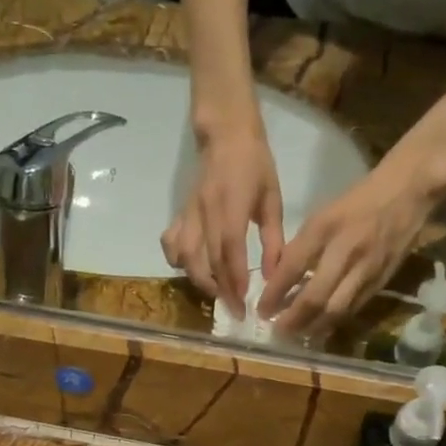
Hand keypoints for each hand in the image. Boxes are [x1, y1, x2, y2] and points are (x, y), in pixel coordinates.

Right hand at [161, 125, 283, 317]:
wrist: (226, 134)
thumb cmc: (256, 165)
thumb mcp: (273, 200)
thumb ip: (274, 240)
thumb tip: (272, 277)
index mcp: (231, 206)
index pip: (229, 250)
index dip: (234, 280)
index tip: (243, 304)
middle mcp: (205, 212)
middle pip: (206, 260)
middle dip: (219, 290)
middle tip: (233, 310)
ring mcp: (189, 214)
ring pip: (184, 256)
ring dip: (199, 280)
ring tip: (216, 294)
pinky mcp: (181, 213)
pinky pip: (171, 243)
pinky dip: (177, 261)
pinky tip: (190, 269)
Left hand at [260, 171, 431, 338]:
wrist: (408, 191)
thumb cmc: (357, 201)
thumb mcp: (322, 215)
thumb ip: (302, 247)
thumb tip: (280, 280)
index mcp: (324, 228)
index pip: (292, 269)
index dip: (274, 294)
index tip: (261, 310)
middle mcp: (345, 250)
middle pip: (314, 297)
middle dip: (292, 320)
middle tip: (277, 331)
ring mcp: (366, 268)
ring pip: (335, 310)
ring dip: (313, 327)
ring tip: (296, 336)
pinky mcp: (381, 280)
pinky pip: (354, 308)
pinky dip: (334, 321)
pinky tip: (321, 328)